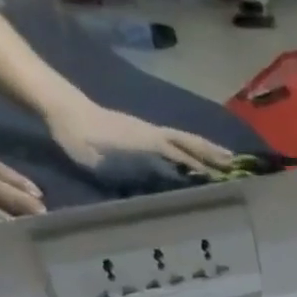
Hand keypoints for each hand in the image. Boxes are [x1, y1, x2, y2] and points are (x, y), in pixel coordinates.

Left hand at [47, 99, 236, 175]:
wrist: (59, 105)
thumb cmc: (74, 134)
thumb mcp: (91, 158)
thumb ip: (116, 172)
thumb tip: (139, 191)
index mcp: (144, 140)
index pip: (180, 152)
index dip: (201, 163)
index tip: (223, 174)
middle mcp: (151, 134)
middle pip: (189, 143)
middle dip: (213, 154)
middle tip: (237, 165)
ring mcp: (148, 131)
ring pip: (184, 139)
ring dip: (206, 149)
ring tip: (226, 159)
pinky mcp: (142, 132)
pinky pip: (174, 140)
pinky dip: (191, 146)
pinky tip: (196, 155)